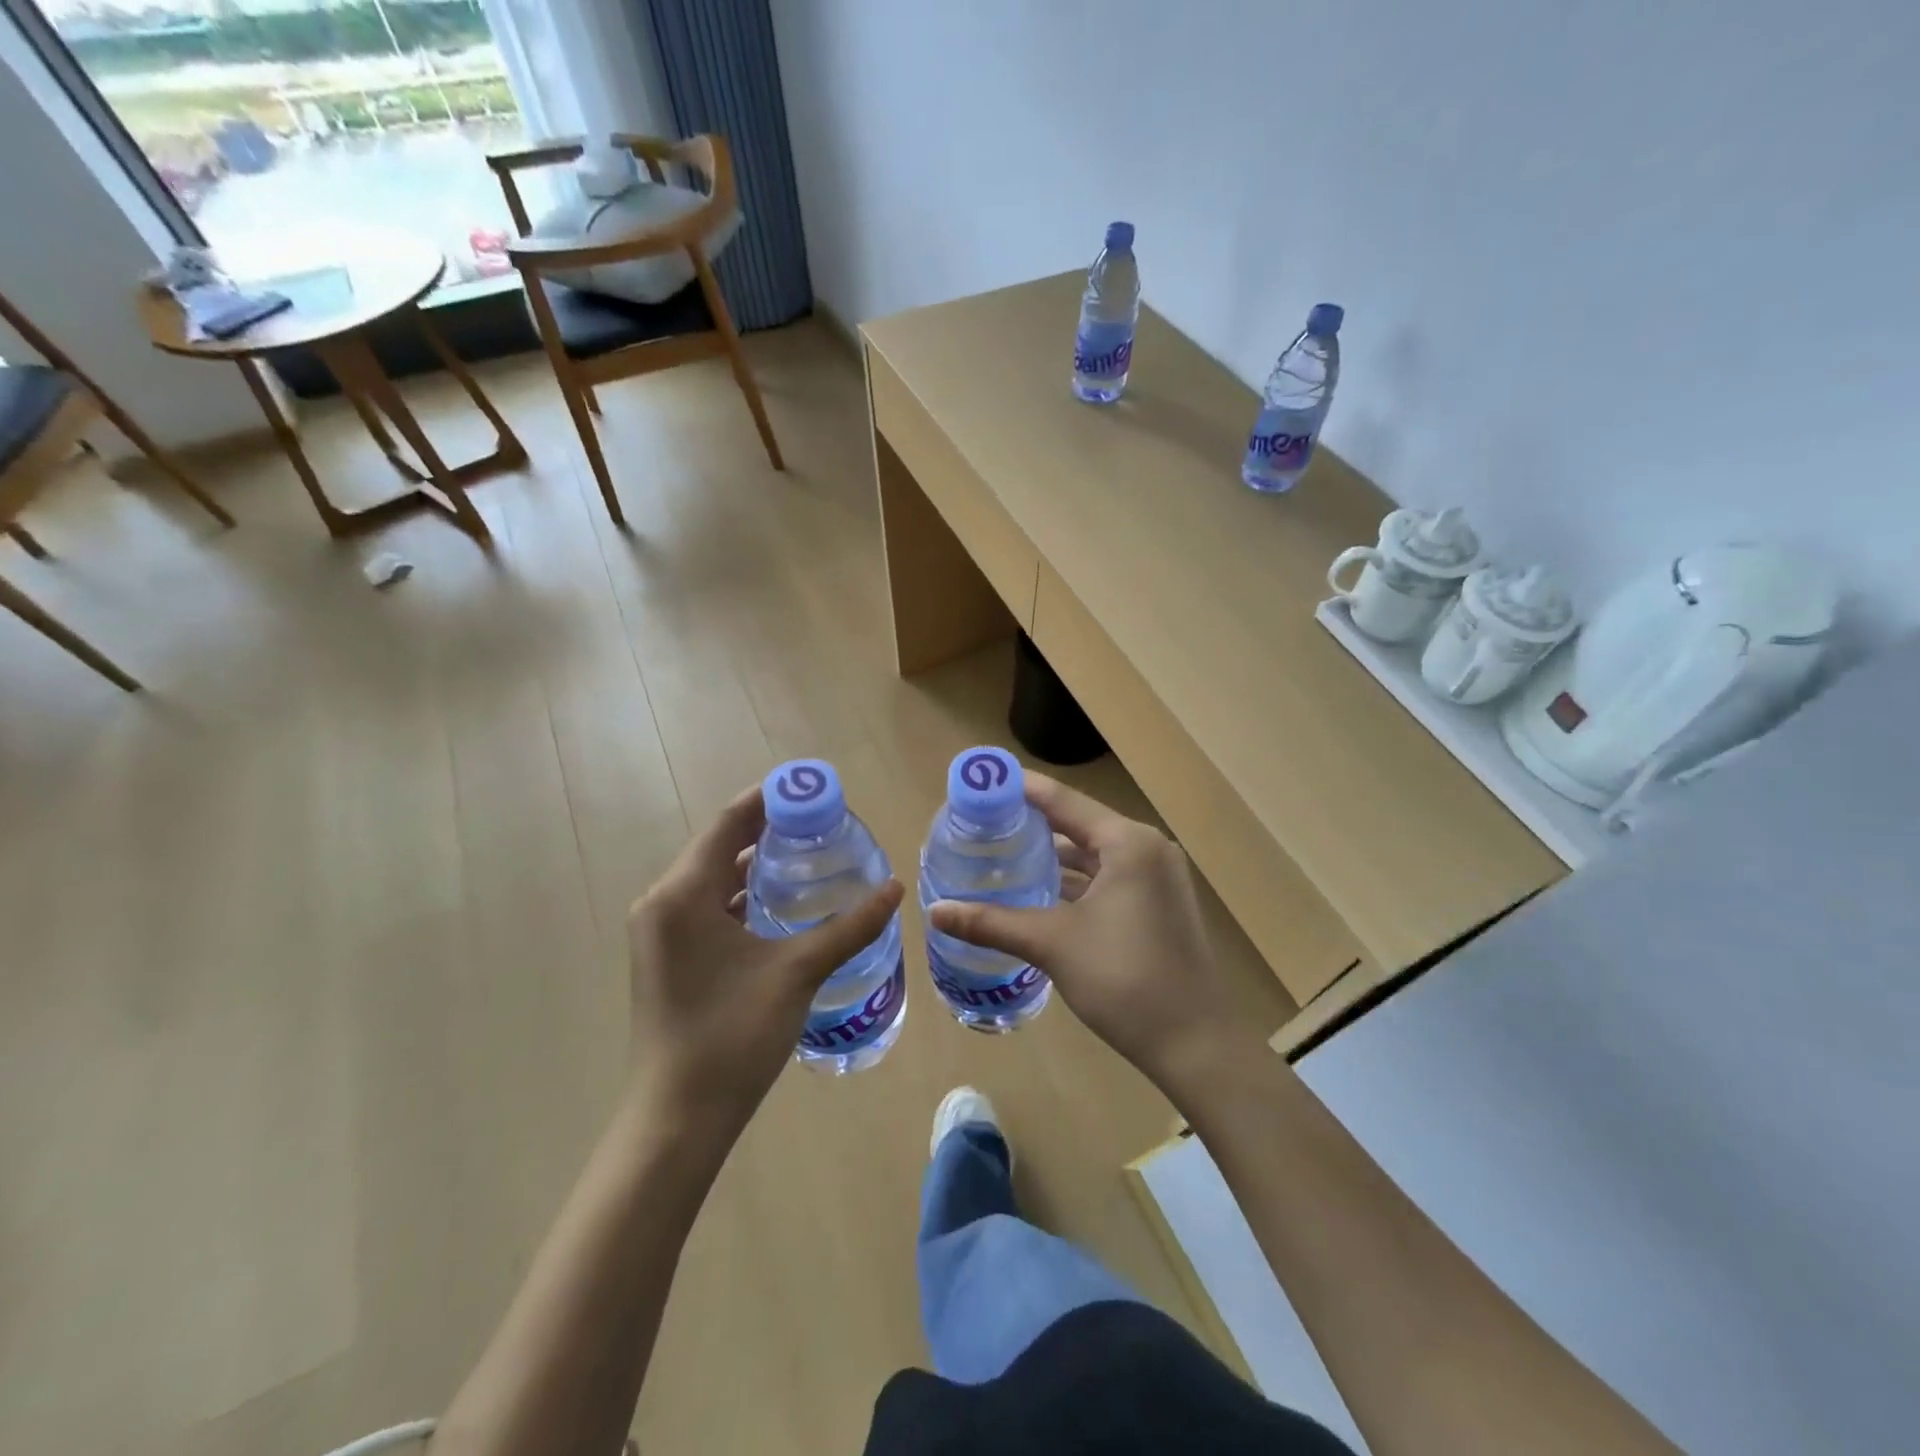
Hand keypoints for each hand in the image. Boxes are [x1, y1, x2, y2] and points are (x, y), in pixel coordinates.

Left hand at [626, 786, 903, 1131]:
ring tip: (808, 852)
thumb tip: (895, 889)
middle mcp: (662, 902)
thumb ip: (849, 927)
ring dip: (754, 862)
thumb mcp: (798, 972)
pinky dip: (740, 893)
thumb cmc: (733, 1036)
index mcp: (682, 894)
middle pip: (718, 846)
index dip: (770, 799)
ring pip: (711, 877)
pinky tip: (779, 902)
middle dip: (767, 829)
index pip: (728, 823)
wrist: (678, 1118)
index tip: (813, 788)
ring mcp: (660, 931)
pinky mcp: (667, 955)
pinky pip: (705, 905)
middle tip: (822, 820)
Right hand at [928, 775, 1254, 1091]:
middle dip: (1031, 825)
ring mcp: (1157, 879)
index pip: (1063, 800)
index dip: (1020, 789)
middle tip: (981, 825)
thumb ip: (993, 922)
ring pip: (1093, 856)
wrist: (1196, 1045)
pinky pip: (1107, 879)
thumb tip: (935, 912)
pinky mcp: (1157, 906)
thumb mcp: (1053, 944)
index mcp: (1128, 842)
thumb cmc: (1125, 980)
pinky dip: (1074, 883)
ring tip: (1001, 857)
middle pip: (1078, 825)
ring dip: (1052, 858)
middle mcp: (1147, 849)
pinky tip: (1038, 893)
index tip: (980, 782)